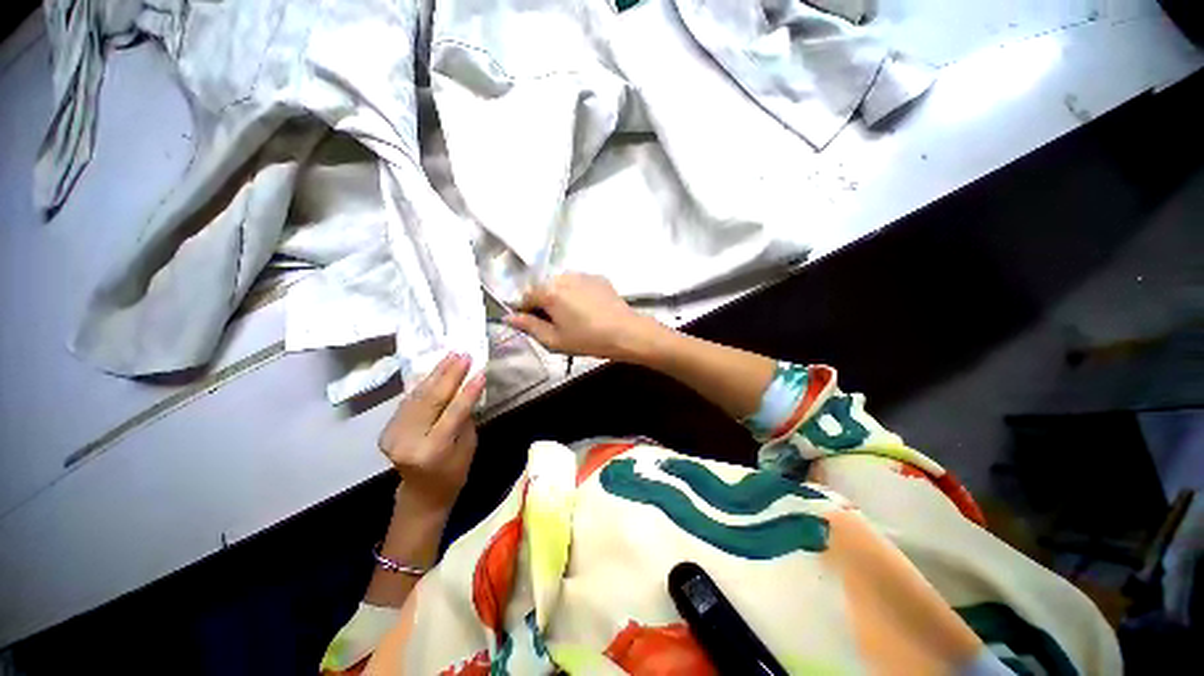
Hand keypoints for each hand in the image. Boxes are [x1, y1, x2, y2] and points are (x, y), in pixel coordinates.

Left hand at [378, 353, 486, 512]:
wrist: (421, 493)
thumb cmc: (453, 472)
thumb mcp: (468, 445)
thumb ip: (465, 417)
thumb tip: (466, 388)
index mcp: (432, 450)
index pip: (453, 413)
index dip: (467, 391)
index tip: (479, 371)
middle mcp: (409, 441)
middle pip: (431, 400)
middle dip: (449, 375)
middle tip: (464, 355)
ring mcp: (394, 435)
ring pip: (417, 396)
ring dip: (436, 374)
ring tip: (452, 356)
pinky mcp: (388, 429)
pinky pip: (409, 400)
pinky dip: (423, 384)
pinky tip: (436, 370)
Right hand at [504, 273, 662, 361]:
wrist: (626, 332)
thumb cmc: (588, 339)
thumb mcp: (554, 340)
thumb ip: (529, 327)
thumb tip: (509, 318)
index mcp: (549, 291)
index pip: (524, 296)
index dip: (525, 312)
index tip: (534, 325)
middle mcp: (563, 276)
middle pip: (543, 288)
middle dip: (544, 304)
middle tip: (557, 325)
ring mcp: (582, 274)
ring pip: (561, 285)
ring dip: (560, 297)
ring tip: (575, 317)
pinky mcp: (598, 277)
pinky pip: (578, 283)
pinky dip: (577, 293)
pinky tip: (588, 309)